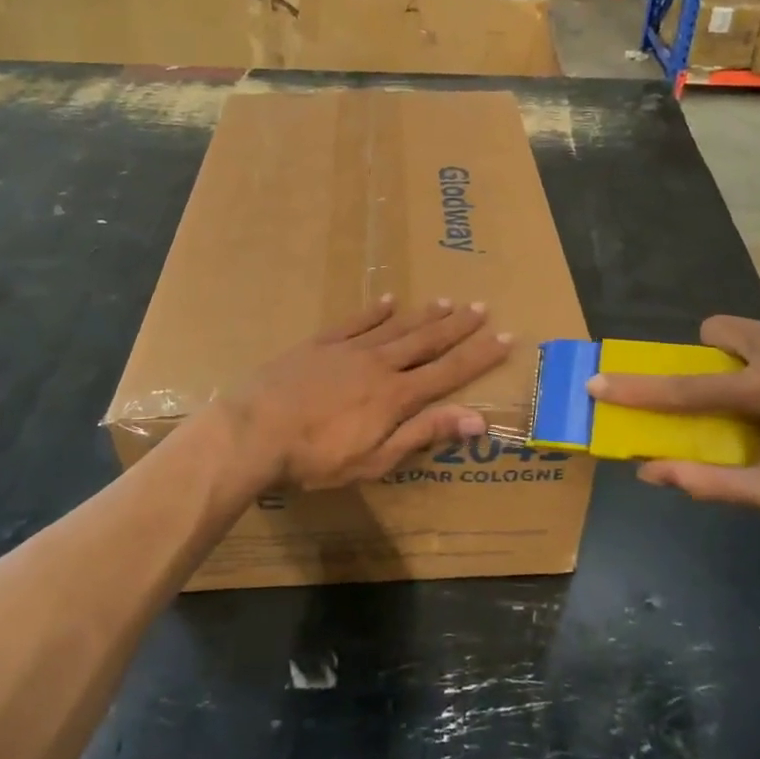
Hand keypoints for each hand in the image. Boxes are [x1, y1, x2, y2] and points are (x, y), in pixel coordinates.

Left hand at [227, 297, 512, 489]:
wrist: (254, 430)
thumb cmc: (315, 457)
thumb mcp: (376, 458)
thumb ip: (424, 434)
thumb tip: (476, 419)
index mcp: (396, 396)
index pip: (449, 372)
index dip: (480, 356)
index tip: (505, 337)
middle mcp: (379, 364)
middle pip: (427, 341)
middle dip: (458, 326)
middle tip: (482, 307)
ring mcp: (348, 350)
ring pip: (396, 327)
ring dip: (424, 315)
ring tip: (448, 301)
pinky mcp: (319, 345)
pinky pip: (354, 322)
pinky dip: (374, 311)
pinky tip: (388, 300)